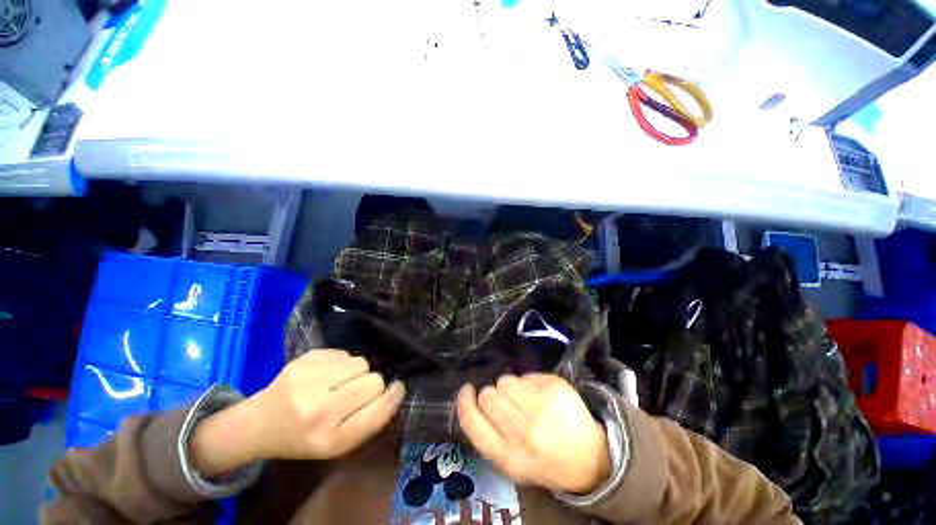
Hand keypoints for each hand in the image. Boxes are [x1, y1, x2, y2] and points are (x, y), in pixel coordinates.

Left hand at [190, 350, 404, 475]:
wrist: (258, 424)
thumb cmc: (304, 438)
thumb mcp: (338, 443)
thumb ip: (370, 419)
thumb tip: (396, 388)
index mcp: (329, 439)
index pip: (379, 410)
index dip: (393, 396)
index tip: (396, 388)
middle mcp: (317, 410)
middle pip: (373, 380)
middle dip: (371, 384)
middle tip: (354, 393)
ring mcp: (307, 381)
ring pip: (361, 362)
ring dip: (357, 371)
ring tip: (340, 382)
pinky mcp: (302, 361)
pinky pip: (343, 353)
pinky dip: (342, 362)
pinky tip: (326, 374)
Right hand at [457, 374, 611, 493]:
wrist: (588, 458)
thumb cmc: (544, 460)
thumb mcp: (511, 462)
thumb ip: (489, 435)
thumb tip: (474, 399)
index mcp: (509, 458)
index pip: (473, 422)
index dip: (465, 402)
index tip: (466, 390)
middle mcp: (524, 434)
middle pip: (488, 395)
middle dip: (492, 396)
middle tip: (506, 404)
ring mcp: (541, 408)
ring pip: (504, 381)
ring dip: (508, 387)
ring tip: (523, 400)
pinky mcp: (554, 388)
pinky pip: (524, 375)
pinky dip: (527, 382)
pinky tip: (539, 395)